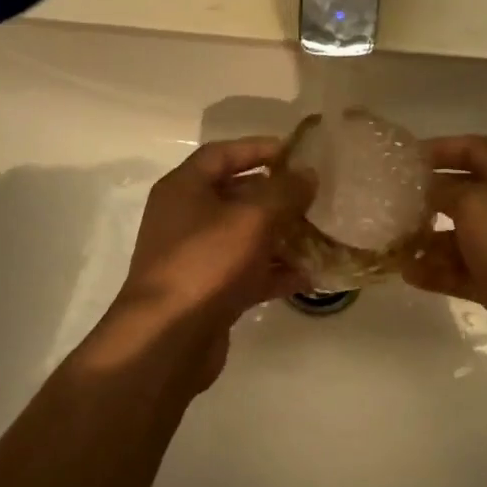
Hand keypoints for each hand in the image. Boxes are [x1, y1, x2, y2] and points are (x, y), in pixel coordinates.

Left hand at [113, 138, 313, 382]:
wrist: (167, 339)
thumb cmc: (206, 263)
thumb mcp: (252, 218)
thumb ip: (284, 192)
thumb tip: (307, 175)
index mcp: (184, 188)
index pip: (222, 153)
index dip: (258, 148)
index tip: (296, 153)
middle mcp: (185, 218)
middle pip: (235, 195)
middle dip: (275, 195)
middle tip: (314, 195)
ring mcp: (196, 257)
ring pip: (244, 236)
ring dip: (280, 235)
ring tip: (320, 234)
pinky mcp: (208, 292)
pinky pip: (246, 272)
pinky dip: (274, 272)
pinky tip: (309, 276)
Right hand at [404, 135, 486, 378]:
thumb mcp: (474, 203)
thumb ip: (442, 190)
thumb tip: (420, 186)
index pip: (474, 150)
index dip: (442, 148)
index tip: (405, 158)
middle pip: (460, 194)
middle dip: (426, 198)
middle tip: (389, 204)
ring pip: (454, 238)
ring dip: (423, 240)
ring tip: (391, 244)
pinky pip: (456, 272)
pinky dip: (433, 272)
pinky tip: (407, 275)